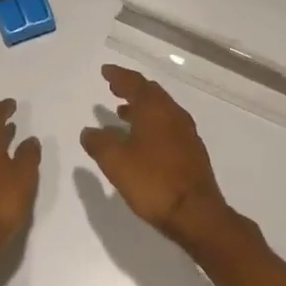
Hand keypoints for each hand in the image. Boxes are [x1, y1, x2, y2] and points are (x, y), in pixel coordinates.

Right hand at [80, 65, 258, 261]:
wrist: (196, 213)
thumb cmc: (152, 181)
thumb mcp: (115, 161)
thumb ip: (99, 142)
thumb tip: (89, 130)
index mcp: (155, 109)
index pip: (135, 83)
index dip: (119, 76)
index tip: (106, 71)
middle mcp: (173, 115)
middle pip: (151, 93)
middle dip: (131, 89)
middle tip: (114, 87)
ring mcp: (186, 134)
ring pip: (161, 111)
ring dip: (141, 108)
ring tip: (122, 113)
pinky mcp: (192, 152)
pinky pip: (168, 127)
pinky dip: (151, 124)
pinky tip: (141, 141)